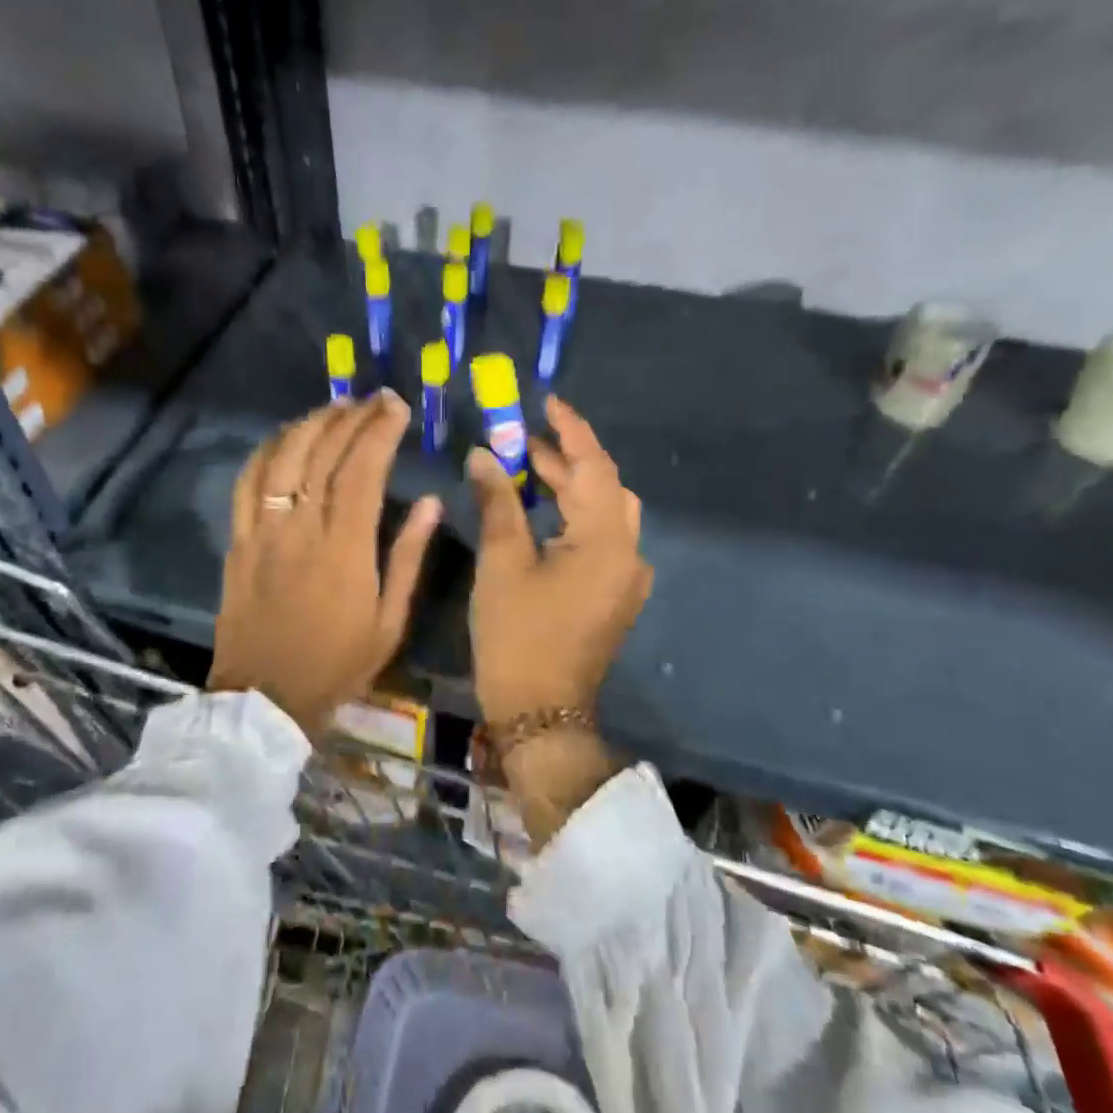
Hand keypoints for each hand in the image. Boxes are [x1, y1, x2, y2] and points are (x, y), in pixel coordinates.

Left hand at [208, 392, 440, 731]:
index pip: (362, 470)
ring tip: (333, 407)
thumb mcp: (390, 621)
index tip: (397, 407)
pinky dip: (266, 451)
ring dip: (309, 424)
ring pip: (282, 459)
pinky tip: (284, 437)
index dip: (379, 431)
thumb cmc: (336, 664)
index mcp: (345, 548)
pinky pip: (247, 484)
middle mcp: (301, 529)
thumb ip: (409, 557)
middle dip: (351, 417)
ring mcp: (263, 532)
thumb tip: (430, 502)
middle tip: (372, 399)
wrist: (265, 699)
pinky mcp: (238, 542)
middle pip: (322, 454)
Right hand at [466, 395, 651, 725]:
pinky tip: (545, 515)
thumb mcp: (502, 562)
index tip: (547, 400)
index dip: (571, 429)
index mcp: (605, 540)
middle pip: (603, 487)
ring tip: (528, 470)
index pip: (594, 466)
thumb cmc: (517, 636)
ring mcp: (627, 577)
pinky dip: (576, 516)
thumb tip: (484, 455)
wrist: (542, 712)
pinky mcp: (616, 595)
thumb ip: (497, 501)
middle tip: (521, 440)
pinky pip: (603, 539)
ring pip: (605, 513)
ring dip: (571, 487)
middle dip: (565, 459)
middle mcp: (628, 553)